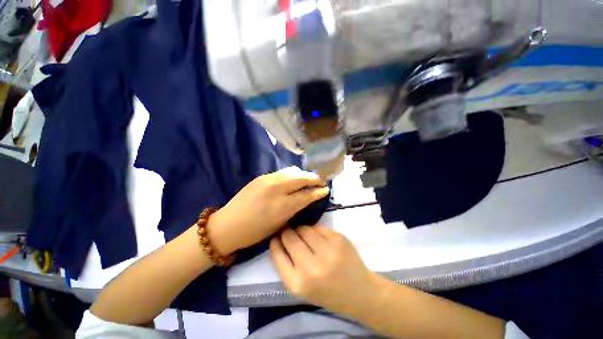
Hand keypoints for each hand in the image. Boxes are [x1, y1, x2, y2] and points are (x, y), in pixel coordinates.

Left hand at [208, 167, 328, 254]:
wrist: (228, 225)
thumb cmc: (254, 232)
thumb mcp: (279, 224)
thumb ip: (294, 209)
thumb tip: (306, 198)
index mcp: (281, 206)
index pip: (306, 194)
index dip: (318, 191)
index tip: (326, 189)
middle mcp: (276, 189)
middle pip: (301, 178)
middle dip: (314, 179)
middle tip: (321, 182)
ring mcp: (268, 179)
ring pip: (293, 171)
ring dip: (304, 174)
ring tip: (309, 179)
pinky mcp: (262, 176)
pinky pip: (283, 172)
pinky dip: (293, 174)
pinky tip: (294, 179)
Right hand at [270, 226, 376, 313]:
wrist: (360, 292)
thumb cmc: (327, 293)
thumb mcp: (302, 288)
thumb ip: (288, 265)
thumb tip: (279, 237)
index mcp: (298, 284)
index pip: (278, 254)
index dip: (275, 242)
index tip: (276, 236)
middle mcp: (311, 267)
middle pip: (290, 237)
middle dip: (287, 232)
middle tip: (289, 232)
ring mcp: (327, 251)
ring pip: (304, 229)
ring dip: (301, 230)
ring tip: (306, 236)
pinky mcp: (338, 239)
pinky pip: (318, 228)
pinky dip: (316, 231)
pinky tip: (320, 239)